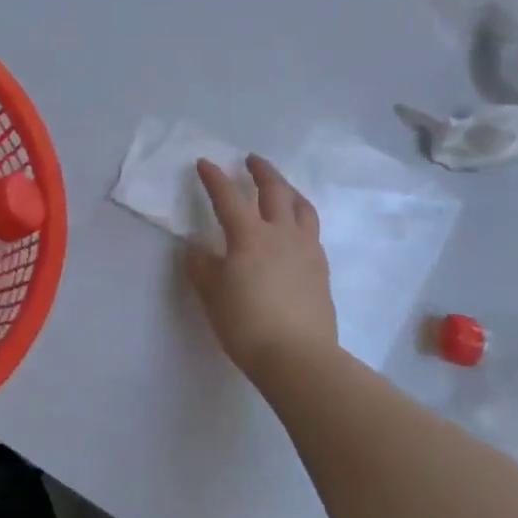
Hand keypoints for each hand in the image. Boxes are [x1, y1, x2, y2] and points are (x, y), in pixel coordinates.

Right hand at [186, 154, 338, 379]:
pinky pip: (312, 231)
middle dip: (261, 171)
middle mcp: (281, 233)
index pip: (228, 197)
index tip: (205, 163)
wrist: (298, 357)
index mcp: (249, 236)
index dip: (215, 178)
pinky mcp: (321, 269)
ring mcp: (306, 249)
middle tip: (252, 160)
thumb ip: (202, 266)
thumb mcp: (212, 295)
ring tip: (281, 187)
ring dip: (288, 189)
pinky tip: (296, 228)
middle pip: (274, 190)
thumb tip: (197, 247)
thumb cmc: (246, 324)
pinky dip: (301, 218)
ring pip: (301, 206)